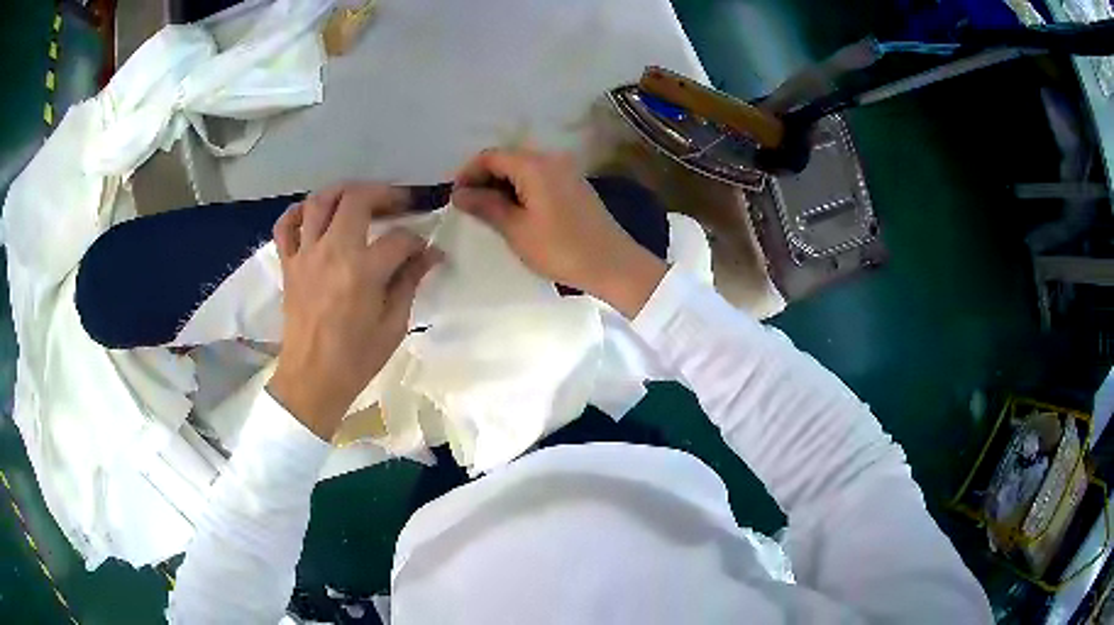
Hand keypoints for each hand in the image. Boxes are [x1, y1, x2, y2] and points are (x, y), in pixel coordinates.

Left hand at [267, 182, 440, 439]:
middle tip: (400, 202)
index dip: (418, 241)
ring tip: (360, 198)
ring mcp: (305, 255)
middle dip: (384, 194)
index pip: (398, 238)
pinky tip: (313, 214)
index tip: (426, 250)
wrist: (312, 379)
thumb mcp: (394, 325)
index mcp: (363, 271)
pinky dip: (298, 212)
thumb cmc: (357, 358)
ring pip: (320, 201)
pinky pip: (285, 226)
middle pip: (357, 199)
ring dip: (343, 192)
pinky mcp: (288, 264)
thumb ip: (410, 282)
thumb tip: (431, 254)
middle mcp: (332, 252)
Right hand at [451, 149, 666, 318]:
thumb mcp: (516, 230)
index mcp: (534, 165)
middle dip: (484, 178)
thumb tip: (459, 193)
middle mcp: (551, 159)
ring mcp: (566, 170)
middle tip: (468, 206)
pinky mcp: (574, 184)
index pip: (490, 156)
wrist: (613, 264)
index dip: (468, 173)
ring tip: (488, 212)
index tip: (455, 197)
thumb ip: (485, 206)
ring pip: (523, 168)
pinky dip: (521, 189)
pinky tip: (515, 212)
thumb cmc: (560, 249)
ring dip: (502, 184)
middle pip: (507, 158)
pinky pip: (539, 177)